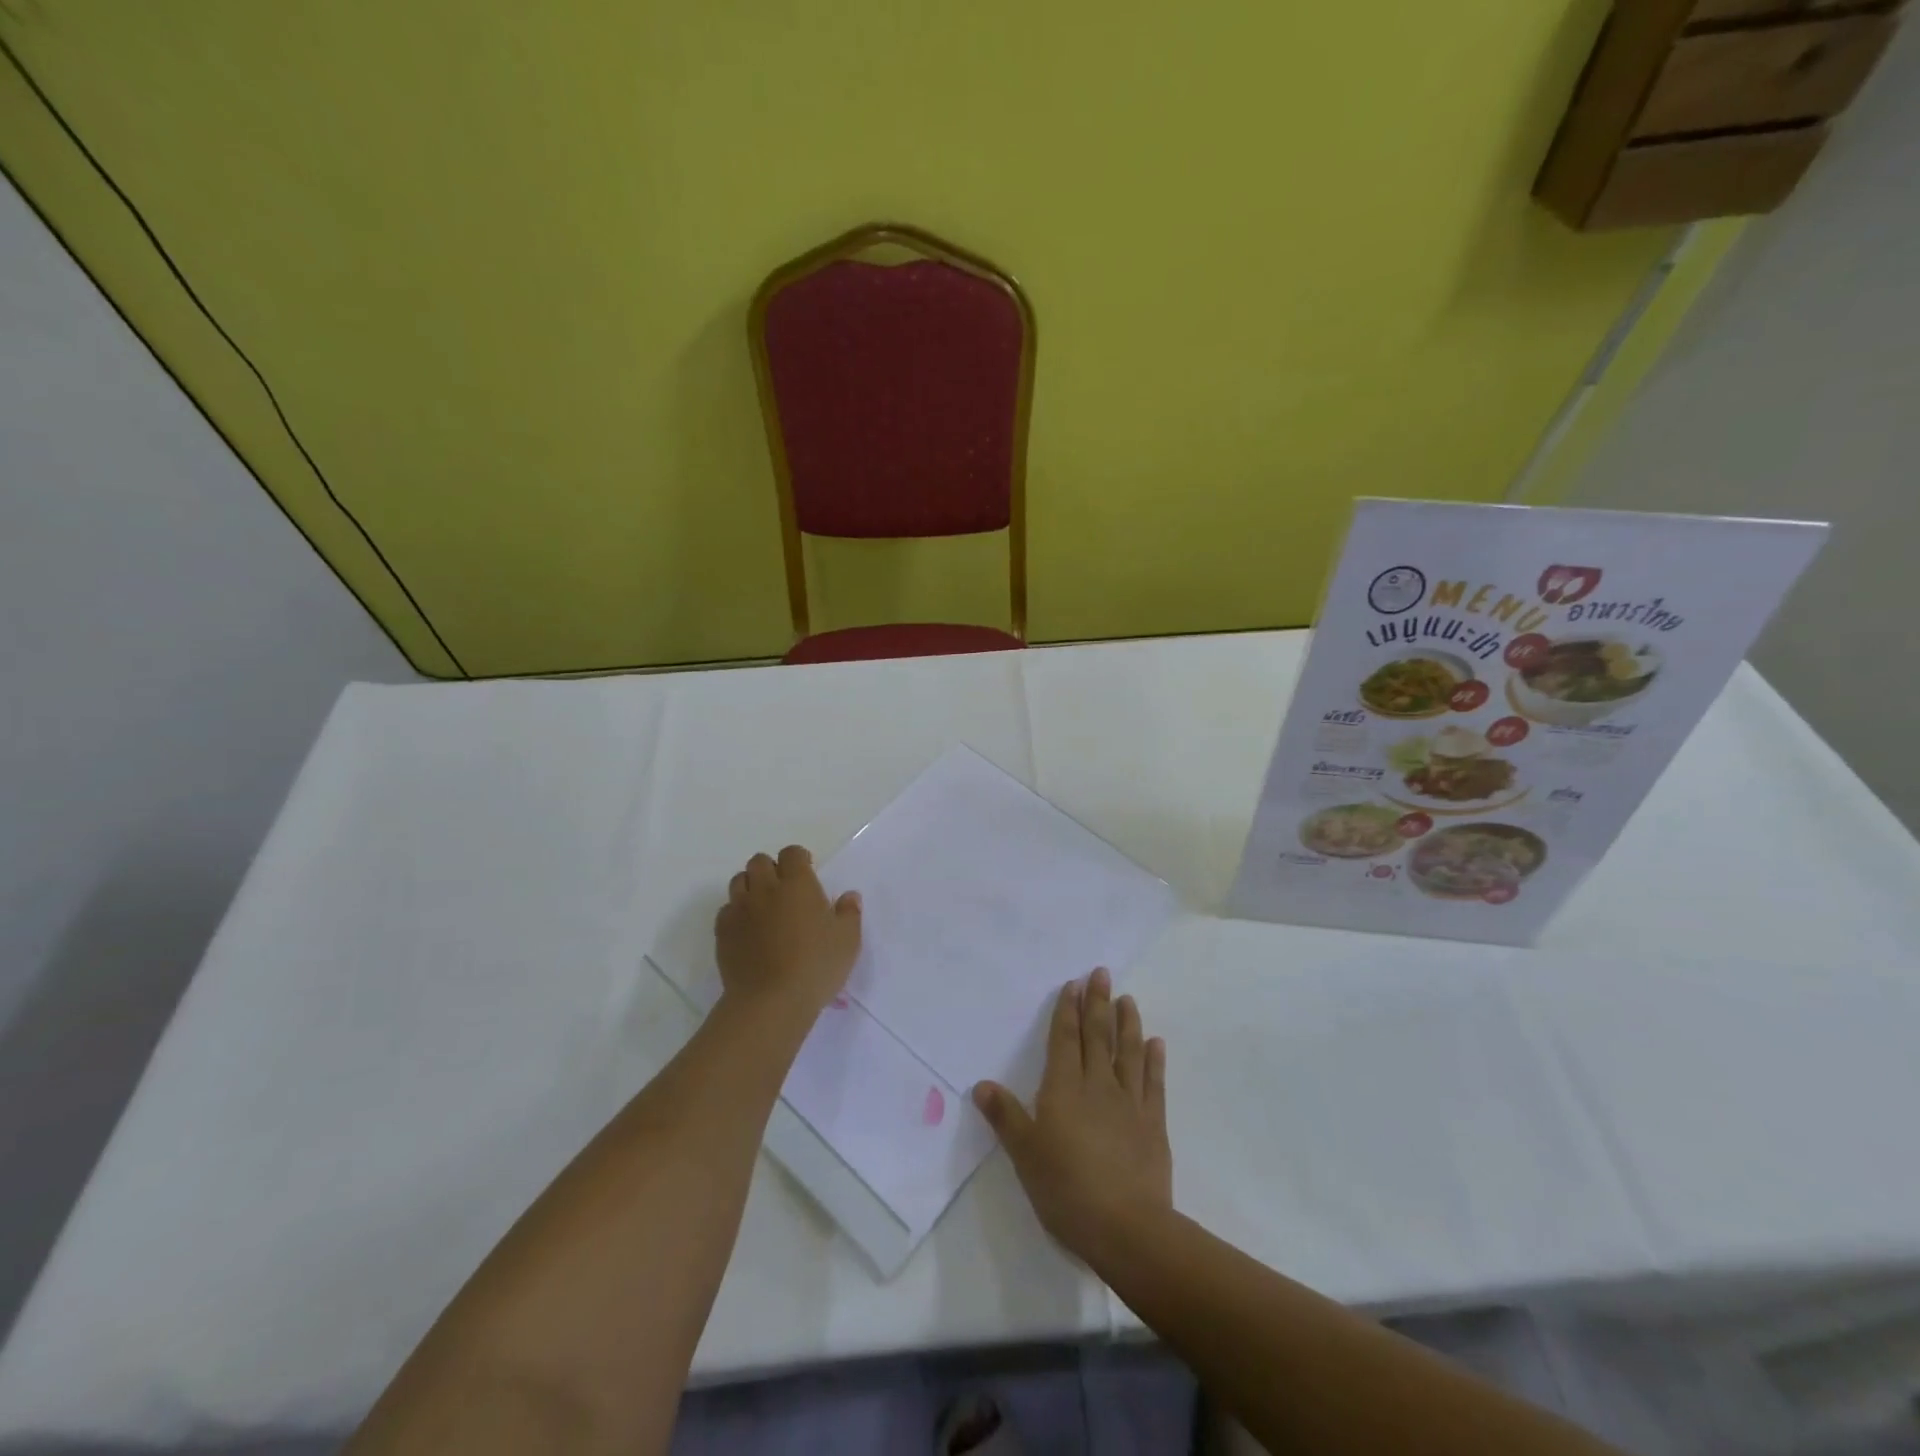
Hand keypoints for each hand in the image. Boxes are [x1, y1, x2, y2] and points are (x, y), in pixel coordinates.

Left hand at [714, 846, 861, 1021]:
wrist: (770, 1002)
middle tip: (784, 890)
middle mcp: (765, 889)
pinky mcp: (723, 931)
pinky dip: (736, 912)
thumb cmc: (815, 967)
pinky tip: (748, 930)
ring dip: (751, 886)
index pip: (792, 853)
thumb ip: (849, 913)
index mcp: (798, 884)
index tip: (807, 873)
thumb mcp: (848, 941)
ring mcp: (740, 909)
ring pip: (739, 881)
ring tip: (764, 906)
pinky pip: (726, 909)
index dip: (799, 859)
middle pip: (760, 861)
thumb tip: (849, 896)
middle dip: (771, 869)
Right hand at [972, 968, 1171, 1265]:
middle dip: (1097, 1003)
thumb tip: (981, 1084)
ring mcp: (1129, 1103)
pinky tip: (1156, 1043)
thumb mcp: (1025, 1154)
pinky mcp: (1153, 1124)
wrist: (1126, 1228)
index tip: (1073, 984)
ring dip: (1127, 1023)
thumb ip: (1006, 1117)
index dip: (1067, 1011)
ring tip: (1127, 999)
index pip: (1065, 1040)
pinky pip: (1154, 1083)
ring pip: (1128, 1052)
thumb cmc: (1066, 1190)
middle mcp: (1098, 1086)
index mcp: (1064, 1089)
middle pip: (1097, 1036)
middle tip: (1101, 973)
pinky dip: (1154, 1060)